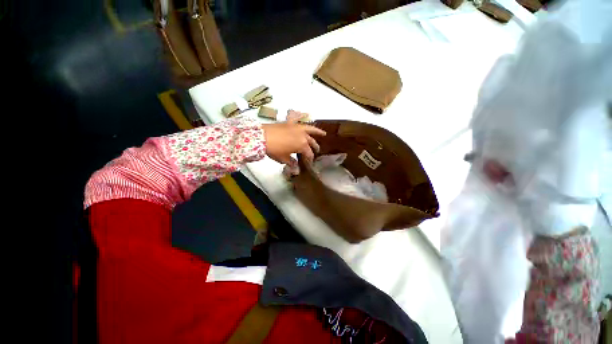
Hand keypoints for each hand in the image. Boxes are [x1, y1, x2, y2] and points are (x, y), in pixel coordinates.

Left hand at [261, 111, 325, 164]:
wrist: (262, 136)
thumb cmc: (274, 150)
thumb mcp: (283, 158)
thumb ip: (291, 162)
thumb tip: (296, 168)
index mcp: (302, 145)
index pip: (309, 154)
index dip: (309, 159)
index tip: (309, 163)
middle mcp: (303, 135)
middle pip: (311, 142)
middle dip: (315, 147)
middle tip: (317, 151)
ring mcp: (297, 127)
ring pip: (310, 129)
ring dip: (317, 132)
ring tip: (323, 134)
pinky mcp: (290, 123)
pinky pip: (298, 118)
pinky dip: (302, 116)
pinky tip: (306, 114)